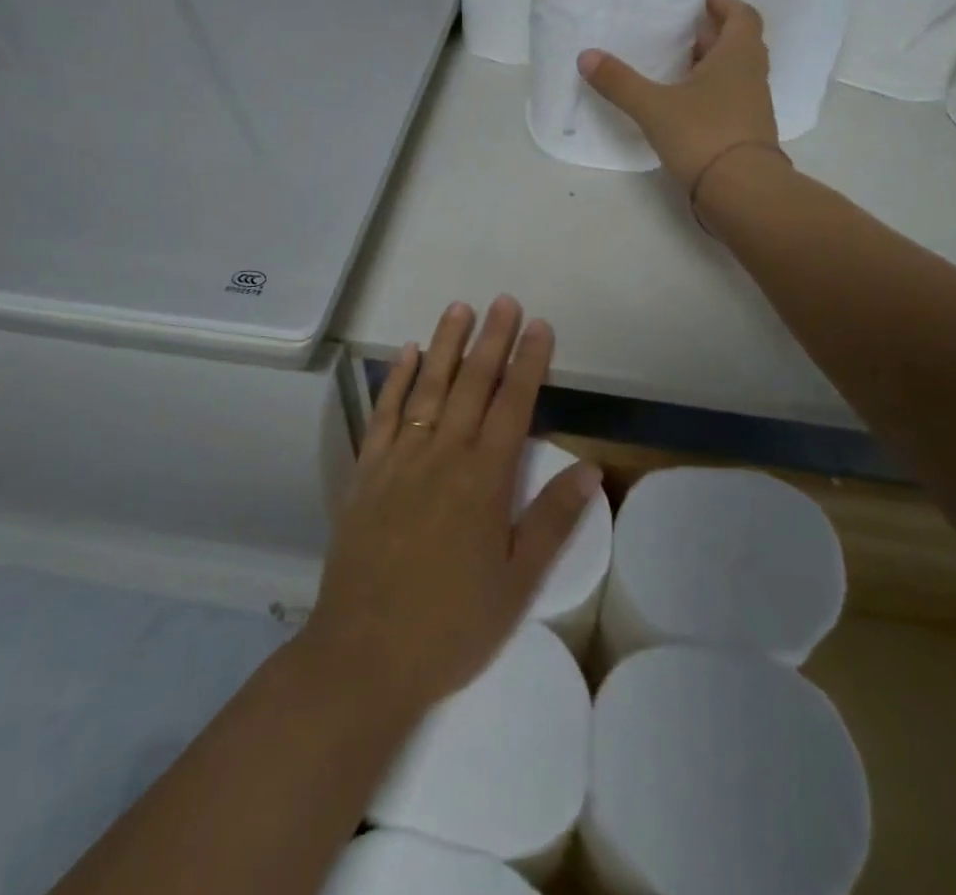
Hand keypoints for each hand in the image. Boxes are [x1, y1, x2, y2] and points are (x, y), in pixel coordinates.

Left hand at [301, 297, 600, 713]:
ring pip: (428, 387)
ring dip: (445, 344)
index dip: (529, 363)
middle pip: (472, 384)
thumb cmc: (451, 624)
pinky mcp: (367, 471)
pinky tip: (404, 352)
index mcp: (484, 479)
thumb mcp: (516, 582)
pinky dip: (395, 379)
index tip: (539, 326)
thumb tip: (589, 469)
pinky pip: (384, 413)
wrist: (365, 654)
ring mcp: (400, 458)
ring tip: (460, 308)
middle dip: (492, 339)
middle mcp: (443, 454)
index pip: (513, 405)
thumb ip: (551, 520)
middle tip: (504, 300)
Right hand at [577, 0, 779, 192]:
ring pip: (736, 73)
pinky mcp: (747, 133)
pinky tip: (685, 104)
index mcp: (738, 56)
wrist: (742, 191)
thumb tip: (586, 56)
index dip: (726, 5)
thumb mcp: (653, 106)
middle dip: (714, 34)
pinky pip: (731, 99)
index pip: (743, 17)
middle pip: (739, 43)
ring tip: (679, 65)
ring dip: (713, 64)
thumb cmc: (703, 135)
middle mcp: (751, 75)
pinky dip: (712, 92)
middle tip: (684, 31)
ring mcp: (753, 106)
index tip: (705, 0)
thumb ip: (620, 82)